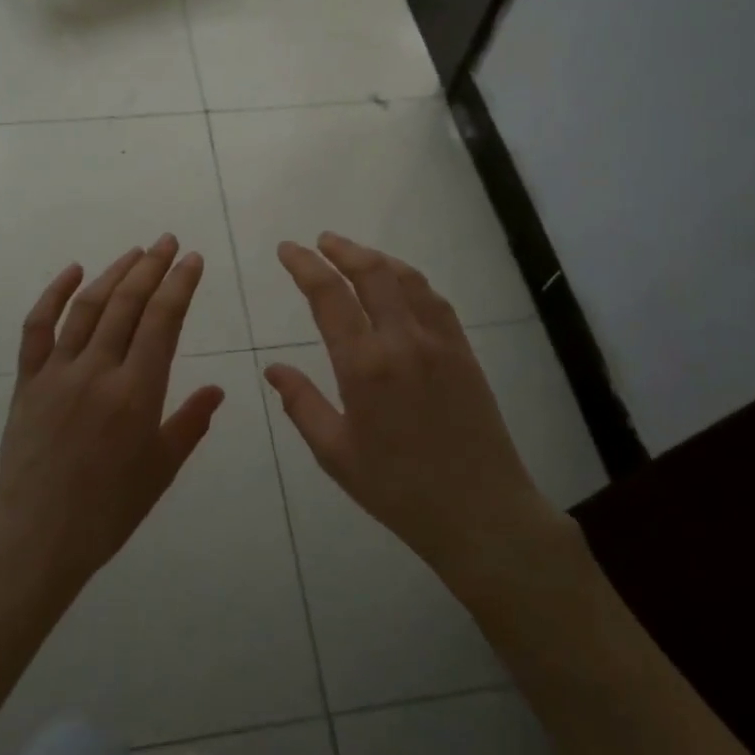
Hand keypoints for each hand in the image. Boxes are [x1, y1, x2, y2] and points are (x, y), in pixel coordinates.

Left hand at [0, 235, 225, 598]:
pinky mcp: (28, 382)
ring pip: (88, 307)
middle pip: (128, 304)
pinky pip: (38, 328)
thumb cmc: (106, 512)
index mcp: (137, 393)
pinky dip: (53, 295)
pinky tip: (73, 271)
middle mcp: (98, 371)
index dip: (180, 284)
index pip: (163, 321)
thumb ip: (189, 425)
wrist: (33, 539)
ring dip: (114, 274)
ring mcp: (58, 372)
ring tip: (135, 252)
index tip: (192, 259)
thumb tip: (218, 391)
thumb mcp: (159, 471)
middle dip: (151, 267)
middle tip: (168, 242)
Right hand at [263, 233, 565, 592]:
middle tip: (320, 241)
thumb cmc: (398, 489)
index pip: (329, 296)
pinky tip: (401, 284)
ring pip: (406, 279)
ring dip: (377, 258)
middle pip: (372, 273)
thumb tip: (273, 369)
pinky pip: (435, 301)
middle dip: (342, 250)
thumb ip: (302, 404)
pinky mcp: (464, 353)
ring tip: (354, 254)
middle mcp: (403, 341)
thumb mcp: (335, 454)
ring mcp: (439, 343)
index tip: (288, 250)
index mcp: (364, 366)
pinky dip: (410, 280)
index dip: (305, 266)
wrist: (480, 512)